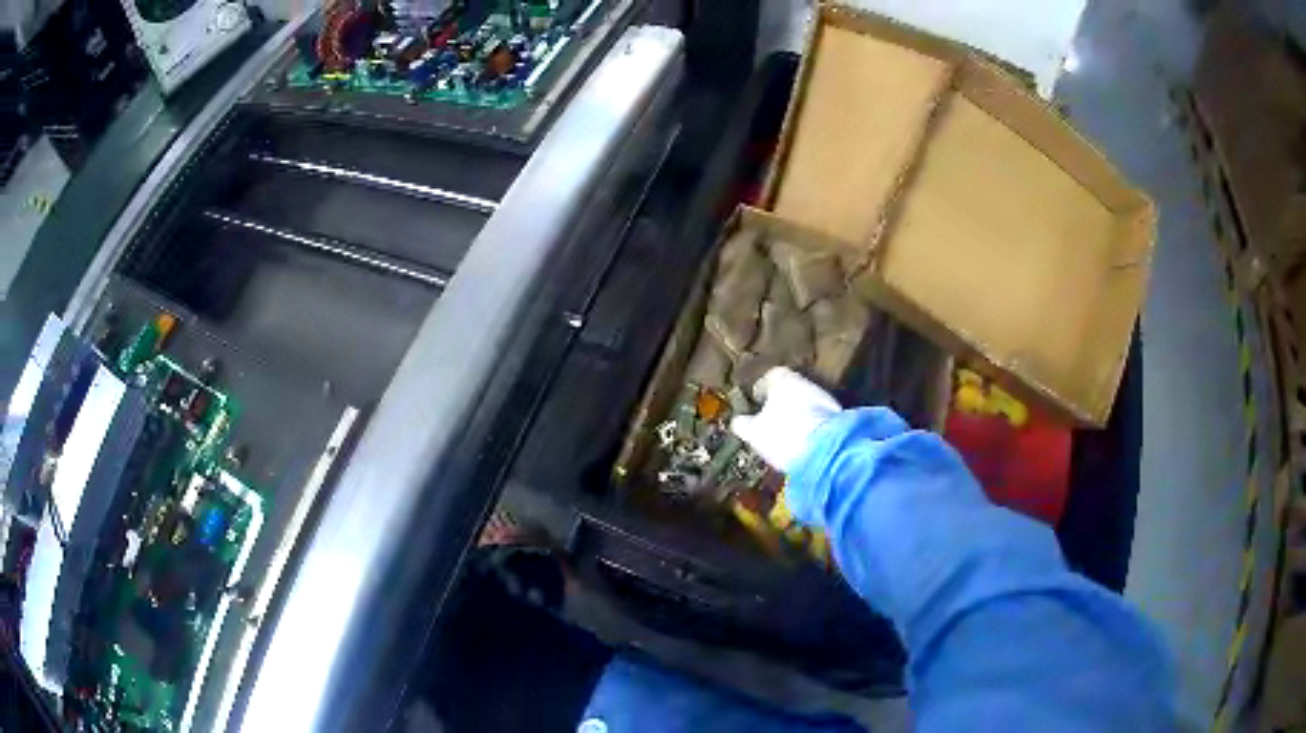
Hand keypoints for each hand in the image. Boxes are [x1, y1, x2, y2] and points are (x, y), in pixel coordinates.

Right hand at [729, 367, 841, 473]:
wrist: (826, 450)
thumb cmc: (783, 435)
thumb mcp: (754, 433)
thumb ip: (743, 424)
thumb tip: (738, 421)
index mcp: (782, 378)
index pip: (769, 376)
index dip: (761, 390)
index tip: (756, 403)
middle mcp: (805, 381)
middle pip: (789, 389)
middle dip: (780, 402)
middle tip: (770, 420)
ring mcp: (824, 397)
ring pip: (805, 402)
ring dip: (797, 414)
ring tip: (788, 434)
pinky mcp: (838, 415)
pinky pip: (818, 416)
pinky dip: (811, 424)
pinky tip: (804, 440)